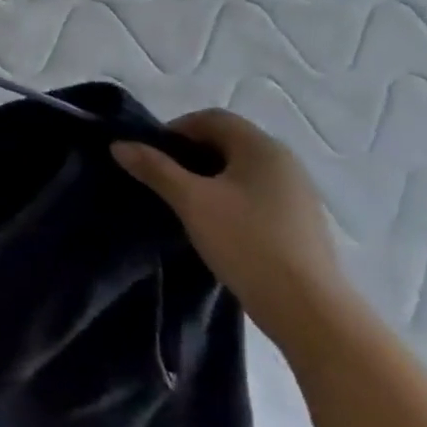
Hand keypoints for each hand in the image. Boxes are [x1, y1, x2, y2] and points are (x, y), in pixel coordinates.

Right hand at [112, 109, 349, 348]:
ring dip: (208, 177)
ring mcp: (297, 192)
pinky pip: (256, 193)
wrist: (307, 307)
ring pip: (241, 170)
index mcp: (261, 147)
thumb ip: (154, 169)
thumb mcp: (191, 202)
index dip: (176, 129)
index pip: (212, 118)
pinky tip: (216, 226)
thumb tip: (119, 145)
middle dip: (189, 155)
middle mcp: (284, 161)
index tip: (151, 157)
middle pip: (227, 141)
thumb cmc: (246, 242)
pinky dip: (230, 198)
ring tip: (185, 205)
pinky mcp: (299, 220)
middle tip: (162, 181)